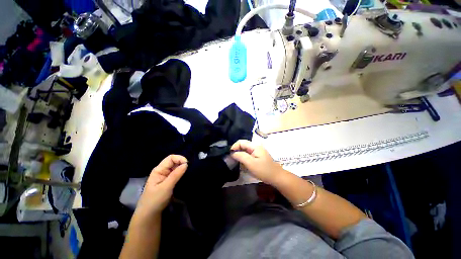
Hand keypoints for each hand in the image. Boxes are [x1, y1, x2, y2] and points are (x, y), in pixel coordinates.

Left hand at [135, 155, 187, 217]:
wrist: (149, 214)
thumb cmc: (155, 200)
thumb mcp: (166, 187)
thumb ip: (176, 175)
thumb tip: (186, 164)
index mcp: (159, 169)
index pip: (171, 158)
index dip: (180, 159)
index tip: (187, 165)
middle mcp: (162, 170)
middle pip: (174, 161)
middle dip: (182, 163)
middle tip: (189, 170)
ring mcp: (166, 176)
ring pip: (176, 167)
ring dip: (183, 169)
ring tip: (189, 173)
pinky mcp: (169, 181)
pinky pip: (177, 173)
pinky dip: (182, 173)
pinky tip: (185, 176)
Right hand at [230, 140, 284, 185]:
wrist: (277, 178)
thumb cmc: (264, 170)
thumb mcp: (251, 163)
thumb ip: (241, 156)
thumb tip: (232, 153)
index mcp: (255, 146)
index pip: (241, 142)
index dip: (234, 147)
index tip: (230, 155)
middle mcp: (256, 147)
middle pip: (243, 146)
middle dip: (237, 151)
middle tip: (233, 160)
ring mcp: (257, 152)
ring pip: (245, 151)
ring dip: (240, 156)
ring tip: (237, 162)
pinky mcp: (258, 157)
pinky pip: (248, 155)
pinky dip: (244, 159)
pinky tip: (243, 165)